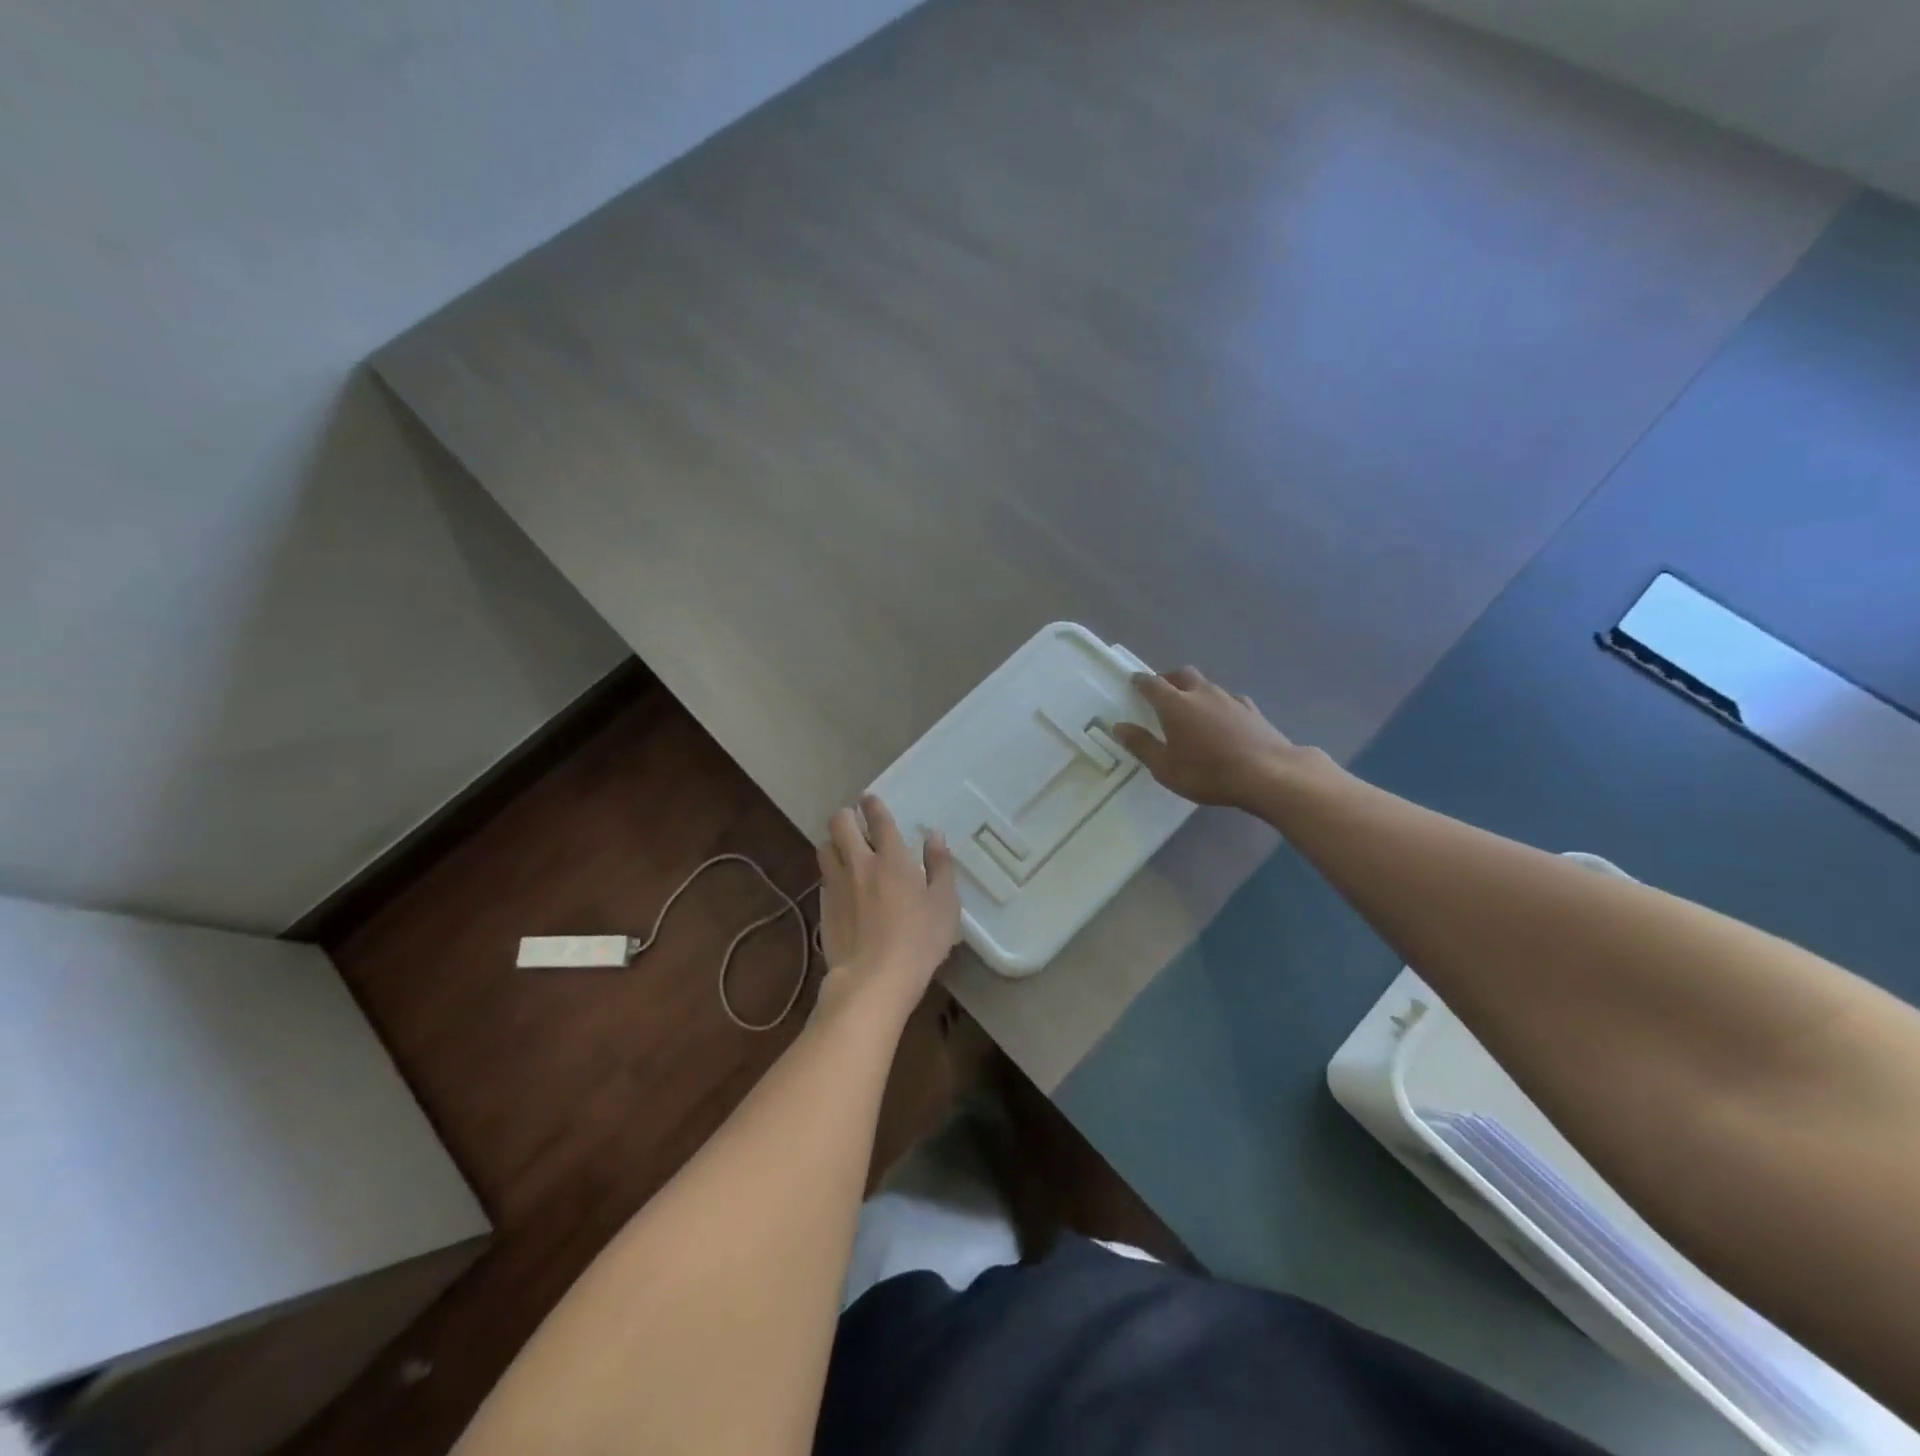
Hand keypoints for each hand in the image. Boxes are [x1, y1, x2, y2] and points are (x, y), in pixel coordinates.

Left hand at [816, 794, 959, 1020]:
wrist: (873, 979)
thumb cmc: (919, 940)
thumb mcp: (945, 904)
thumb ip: (940, 866)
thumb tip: (934, 836)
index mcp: (892, 858)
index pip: (878, 819)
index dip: (873, 805)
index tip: (869, 799)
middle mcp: (859, 863)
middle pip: (840, 824)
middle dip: (845, 817)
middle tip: (854, 822)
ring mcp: (837, 885)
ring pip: (824, 848)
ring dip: (834, 844)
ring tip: (844, 851)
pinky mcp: (823, 907)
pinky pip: (823, 878)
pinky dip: (831, 874)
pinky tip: (841, 886)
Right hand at [1113, 667, 1298, 807]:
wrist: (1269, 774)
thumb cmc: (1208, 773)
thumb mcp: (1166, 768)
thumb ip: (1141, 745)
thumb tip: (1118, 727)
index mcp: (1175, 704)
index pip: (1152, 684)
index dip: (1140, 681)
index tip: (1134, 682)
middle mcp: (1201, 693)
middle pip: (1182, 674)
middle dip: (1169, 679)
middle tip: (1161, 693)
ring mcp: (1230, 699)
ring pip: (1207, 685)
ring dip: (1195, 691)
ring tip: (1191, 709)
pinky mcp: (1252, 710)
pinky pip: (1229, 699)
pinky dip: (1219, 704)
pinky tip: (1223, 719)